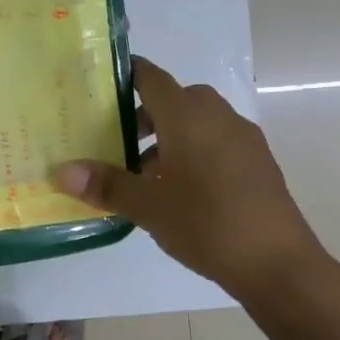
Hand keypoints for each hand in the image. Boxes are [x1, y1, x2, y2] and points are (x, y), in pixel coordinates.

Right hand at [53, 56, 326, 305]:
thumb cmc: (205, 223)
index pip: (151, 78)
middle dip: (145, 115)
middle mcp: (218, 117)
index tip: (100, 86)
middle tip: (117, 140)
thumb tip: (62, 171)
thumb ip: (105, 185)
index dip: (125, 76)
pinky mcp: (258, 163)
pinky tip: (180, 191)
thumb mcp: (146, 206)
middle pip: (176, 99)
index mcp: (188, 116)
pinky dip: (193, 153)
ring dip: (170, 137)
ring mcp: (243, 139)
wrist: (277, 263)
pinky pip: (217, 143)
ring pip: (198, 123)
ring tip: (144, 175)